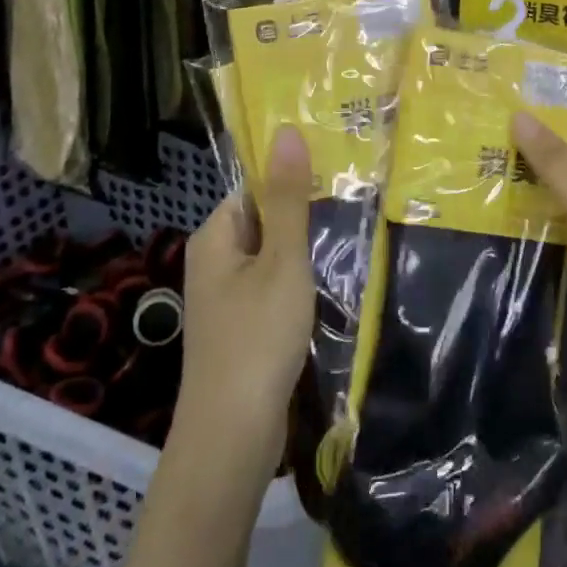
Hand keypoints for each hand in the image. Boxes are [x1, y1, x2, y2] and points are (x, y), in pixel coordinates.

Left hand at [173, 126, 315, 491]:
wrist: (231, 437)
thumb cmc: (257, 338)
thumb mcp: (282, 261)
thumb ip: (288, 198)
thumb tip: (285, 129)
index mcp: (215, 236)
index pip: (254, 187)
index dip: (292, 179)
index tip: (337, 175)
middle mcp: (213, 261)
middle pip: (264, 221)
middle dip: (304, 217)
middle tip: (353, 206)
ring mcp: (225, 299)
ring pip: (271, 258)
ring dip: (304, 253)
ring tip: (350, 242)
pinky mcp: (240, 329)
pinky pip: (271, 290)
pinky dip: (298, 286)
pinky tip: (328, 290)